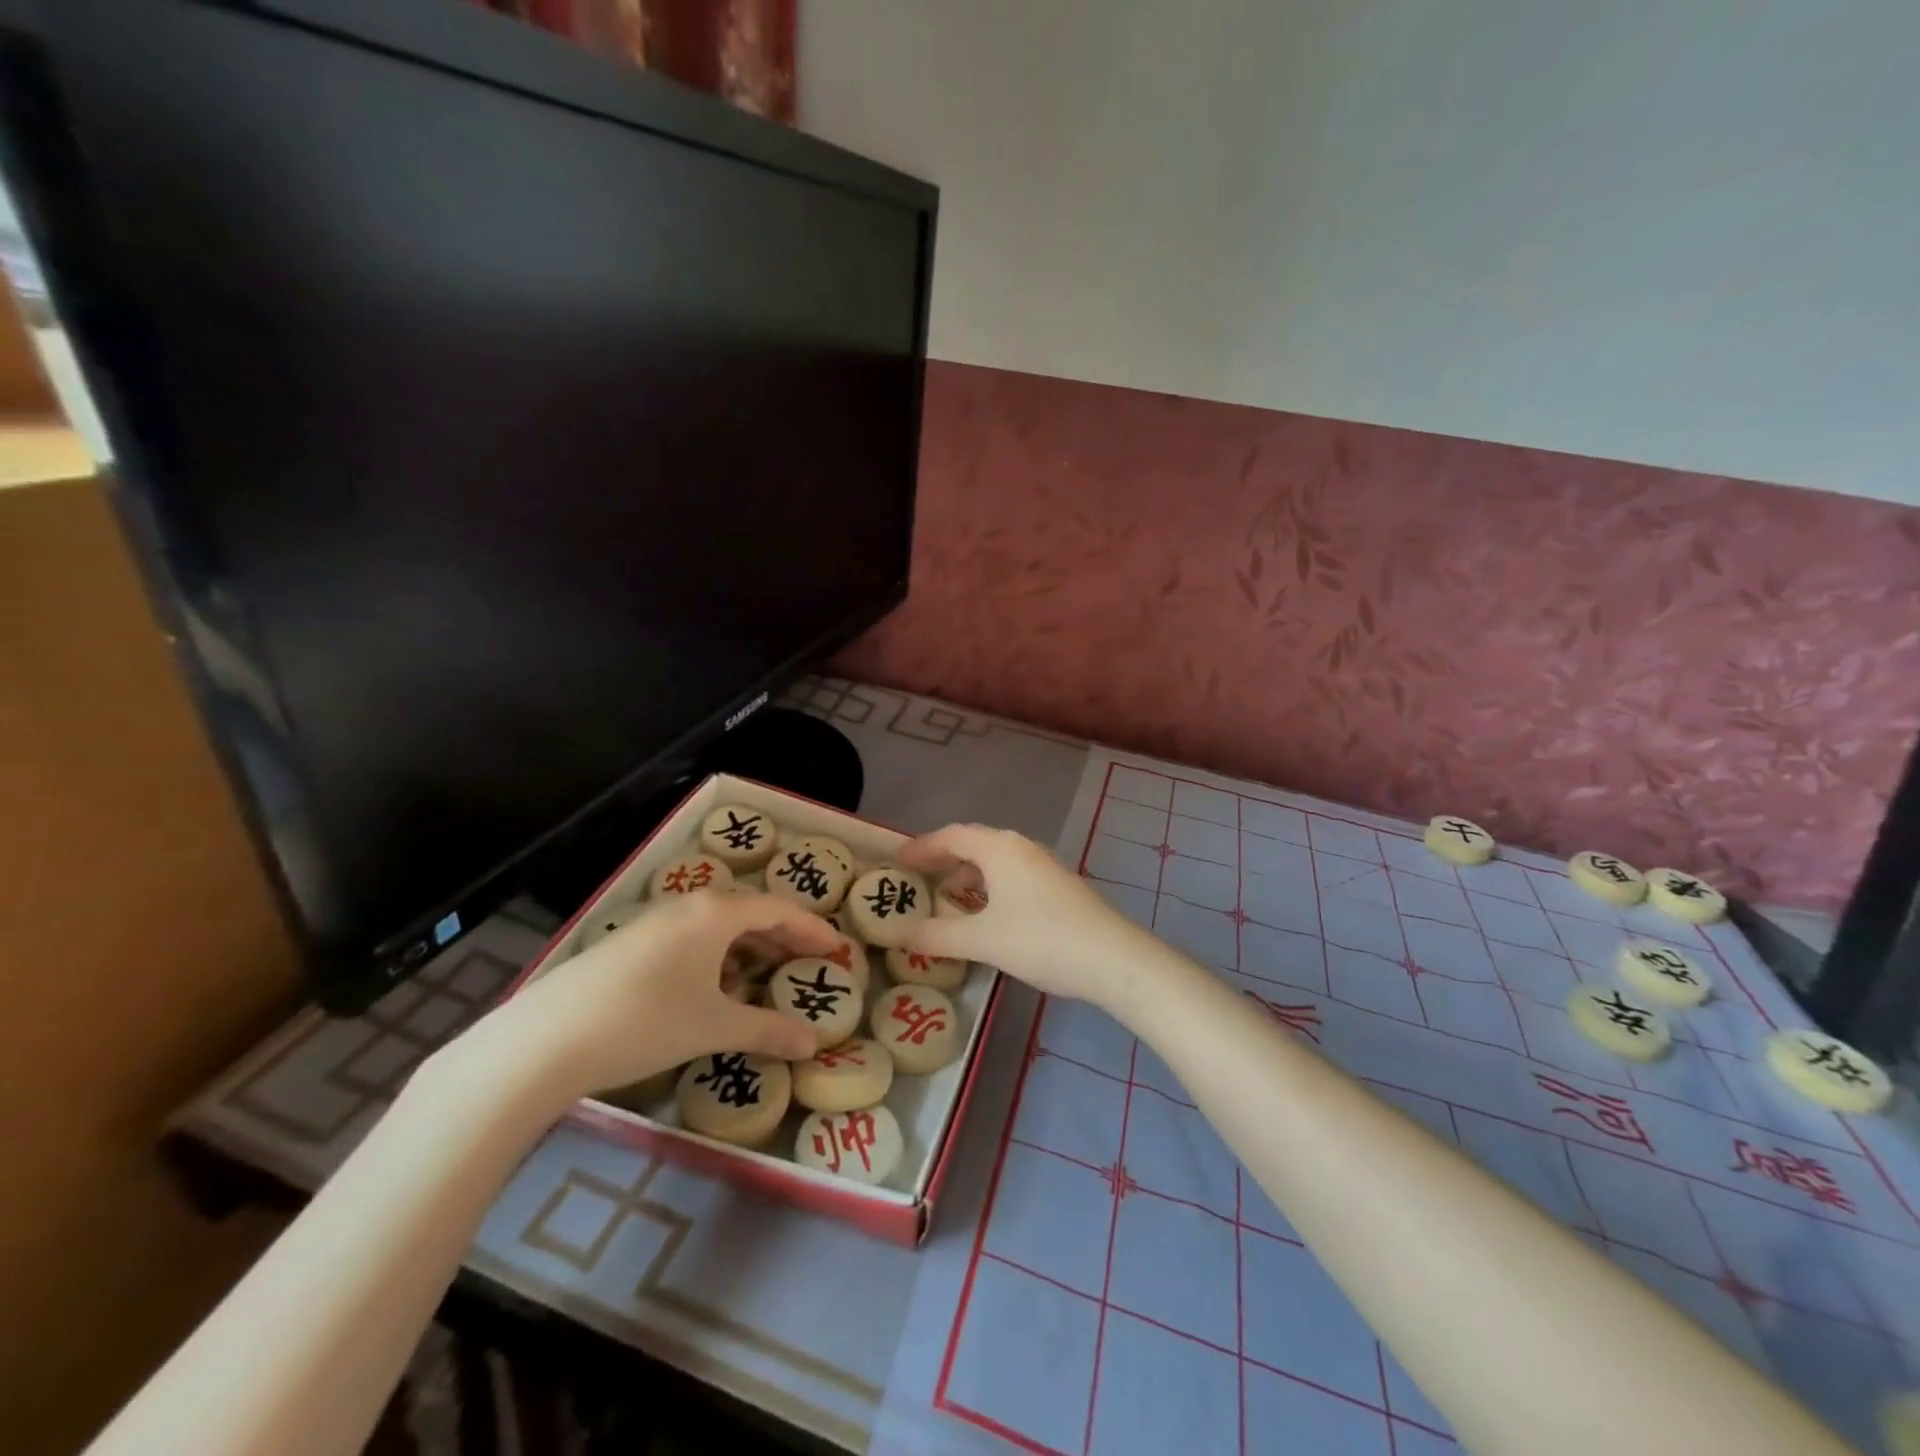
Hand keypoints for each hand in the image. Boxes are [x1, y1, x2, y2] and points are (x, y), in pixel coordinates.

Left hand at [472, 890, 832, 1102]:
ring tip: (769, 974)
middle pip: (750, 913)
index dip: (813, 929)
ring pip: (717, 927)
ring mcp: (654, 922)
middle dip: (784, 937)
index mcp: (716, 913)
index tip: (837, 949)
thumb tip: (812, 1043)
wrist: (545, 1039)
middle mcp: (688, 906)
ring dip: (749, 947)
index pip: (780, 910)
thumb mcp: (714, 1026)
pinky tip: (716, 986)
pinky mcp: (630, 944)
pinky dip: (717, 957)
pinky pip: (691, 939)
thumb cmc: (647, 1021)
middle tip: (810, 961)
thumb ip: (768, 1029)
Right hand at [897, 823, 1158, 1009]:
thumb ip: (939, 935)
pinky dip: (991, 887)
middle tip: (918, 878)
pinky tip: (988, 916)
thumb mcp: (982, 941)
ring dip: (969, 876)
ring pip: (996, 861)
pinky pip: (1013, 876)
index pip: (952, 835)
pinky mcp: (1059, 885)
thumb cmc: (1041, 940)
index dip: (923, 846)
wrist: (1113, 958)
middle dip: (944, 859)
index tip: (898, 861)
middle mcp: (1021, 847)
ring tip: (949, 900)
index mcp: (999, 848)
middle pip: (974, 844)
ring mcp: (1044, 865)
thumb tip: (903, 935)